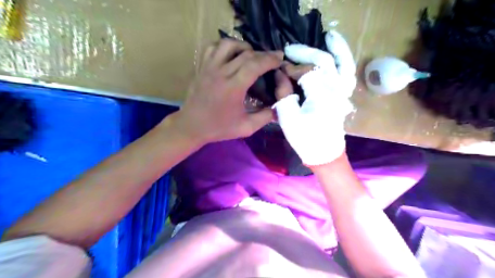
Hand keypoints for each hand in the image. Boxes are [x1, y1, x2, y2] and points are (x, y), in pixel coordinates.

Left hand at [173, 39, 283, 144]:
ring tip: (251, 55)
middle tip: (272, 58)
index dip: (270, 59)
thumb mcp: (246, 127)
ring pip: (228, 44)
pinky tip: (231, 55)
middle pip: (246, 54)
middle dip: (263, 53)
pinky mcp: (201, 67)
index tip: (280, 59)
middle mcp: (221, 73)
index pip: (255, 65)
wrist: (191, 126)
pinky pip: (213, 47)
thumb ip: (265, 117)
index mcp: (233, 87)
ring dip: (244, 47)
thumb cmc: (219, 128)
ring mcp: (209, 67)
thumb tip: (279, 107)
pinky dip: (225, 46)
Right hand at [274, 30, 355, 164]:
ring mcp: (343, 92)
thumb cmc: (305, 140)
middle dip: (304, 53)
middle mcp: (336, 89)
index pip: (305, 72)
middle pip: (323, 62)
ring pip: (343, 63)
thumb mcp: (288, 118)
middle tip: (288, 50)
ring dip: (336, 48)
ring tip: (328, 37)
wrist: (324, 155)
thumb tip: (279, 74)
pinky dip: (345, 61)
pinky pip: (348, 74)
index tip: (277, 71)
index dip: (289, 69)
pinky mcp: (344, 96)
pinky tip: (338, 54)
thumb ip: (283, 93)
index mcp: (321, 95)